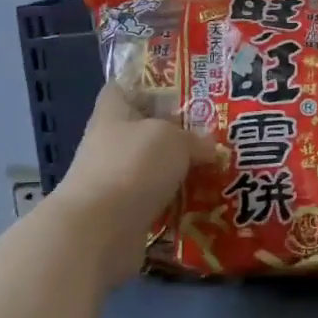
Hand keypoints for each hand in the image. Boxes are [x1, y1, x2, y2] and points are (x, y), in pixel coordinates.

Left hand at [52, 86, 216, 285]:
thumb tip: (210, 150)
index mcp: (114, 112)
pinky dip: (177, 202)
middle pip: (146, 130)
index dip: (152, 85)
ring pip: (154, 168)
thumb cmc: (132, 167)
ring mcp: (115, 180)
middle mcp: (111, 143)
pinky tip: (205, 201)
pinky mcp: (124, 214)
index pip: (126, 87)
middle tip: (216, 133)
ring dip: (180, 171)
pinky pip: (157, 201)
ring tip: (218, 168)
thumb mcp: (173, 139)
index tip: (186, 89)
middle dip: (178, 133)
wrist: (99, 232)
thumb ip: (195, 139)